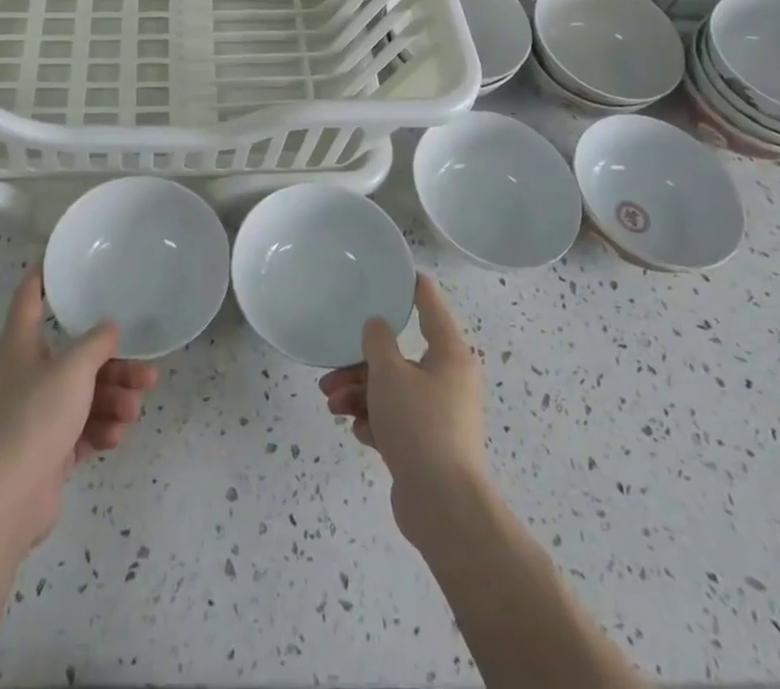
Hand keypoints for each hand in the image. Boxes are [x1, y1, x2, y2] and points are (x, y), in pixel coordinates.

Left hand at [0, 273, 157, 548]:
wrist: (8, 499)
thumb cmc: (35, 418)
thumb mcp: (73, 370)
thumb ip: (96, 343)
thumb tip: (110, 327)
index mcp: (23, 345)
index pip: (30, 297)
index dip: (44, 274)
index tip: (63, 258)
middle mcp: (30, 374)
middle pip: (77, 355)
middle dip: (114, 363)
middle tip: (145, 370)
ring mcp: (40, 413)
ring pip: (86, 393)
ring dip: (114, 399)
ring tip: (133, 410)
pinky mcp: (51, 448)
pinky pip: (84, 427)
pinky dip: (102, 428)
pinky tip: (116, 436)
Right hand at [318, 274, 484, 544]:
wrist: (443, 507)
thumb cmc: (419, 426)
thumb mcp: (389, 374)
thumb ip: (377, 341)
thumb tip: (377, 326)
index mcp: (449, 354)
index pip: (430, 305)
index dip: (411, 286)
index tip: (394, 272)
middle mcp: (449, 379)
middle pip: (400, 356)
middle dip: (361, 364)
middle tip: (330, 374)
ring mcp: (441, 415)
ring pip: (393, 390)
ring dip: (360, 394)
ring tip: (332, 406)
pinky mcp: (430, 446)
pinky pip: (397, 420)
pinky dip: (375, 421)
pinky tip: (357, 430)